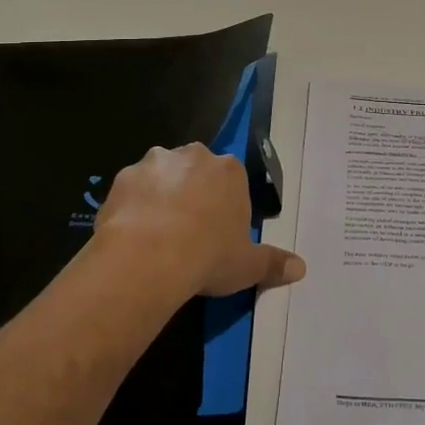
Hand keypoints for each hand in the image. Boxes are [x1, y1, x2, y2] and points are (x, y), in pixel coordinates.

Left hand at [94, 144, 305, 300]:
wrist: (149, 257)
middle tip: (188, 231)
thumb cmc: (209, 256)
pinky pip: (132, 189)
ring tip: (156, 233)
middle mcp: (194, 156)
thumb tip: (300, 268)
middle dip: (193, 192)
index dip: (225, 205)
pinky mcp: (123, 176)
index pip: (231, 180)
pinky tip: (132, 233)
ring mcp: (156, 163)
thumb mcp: (248, 265)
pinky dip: (132, 205)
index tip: (218, 231)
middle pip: (196, 170)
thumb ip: (274, 263)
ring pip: (162, 175)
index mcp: (230, 170)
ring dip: (161, 194)